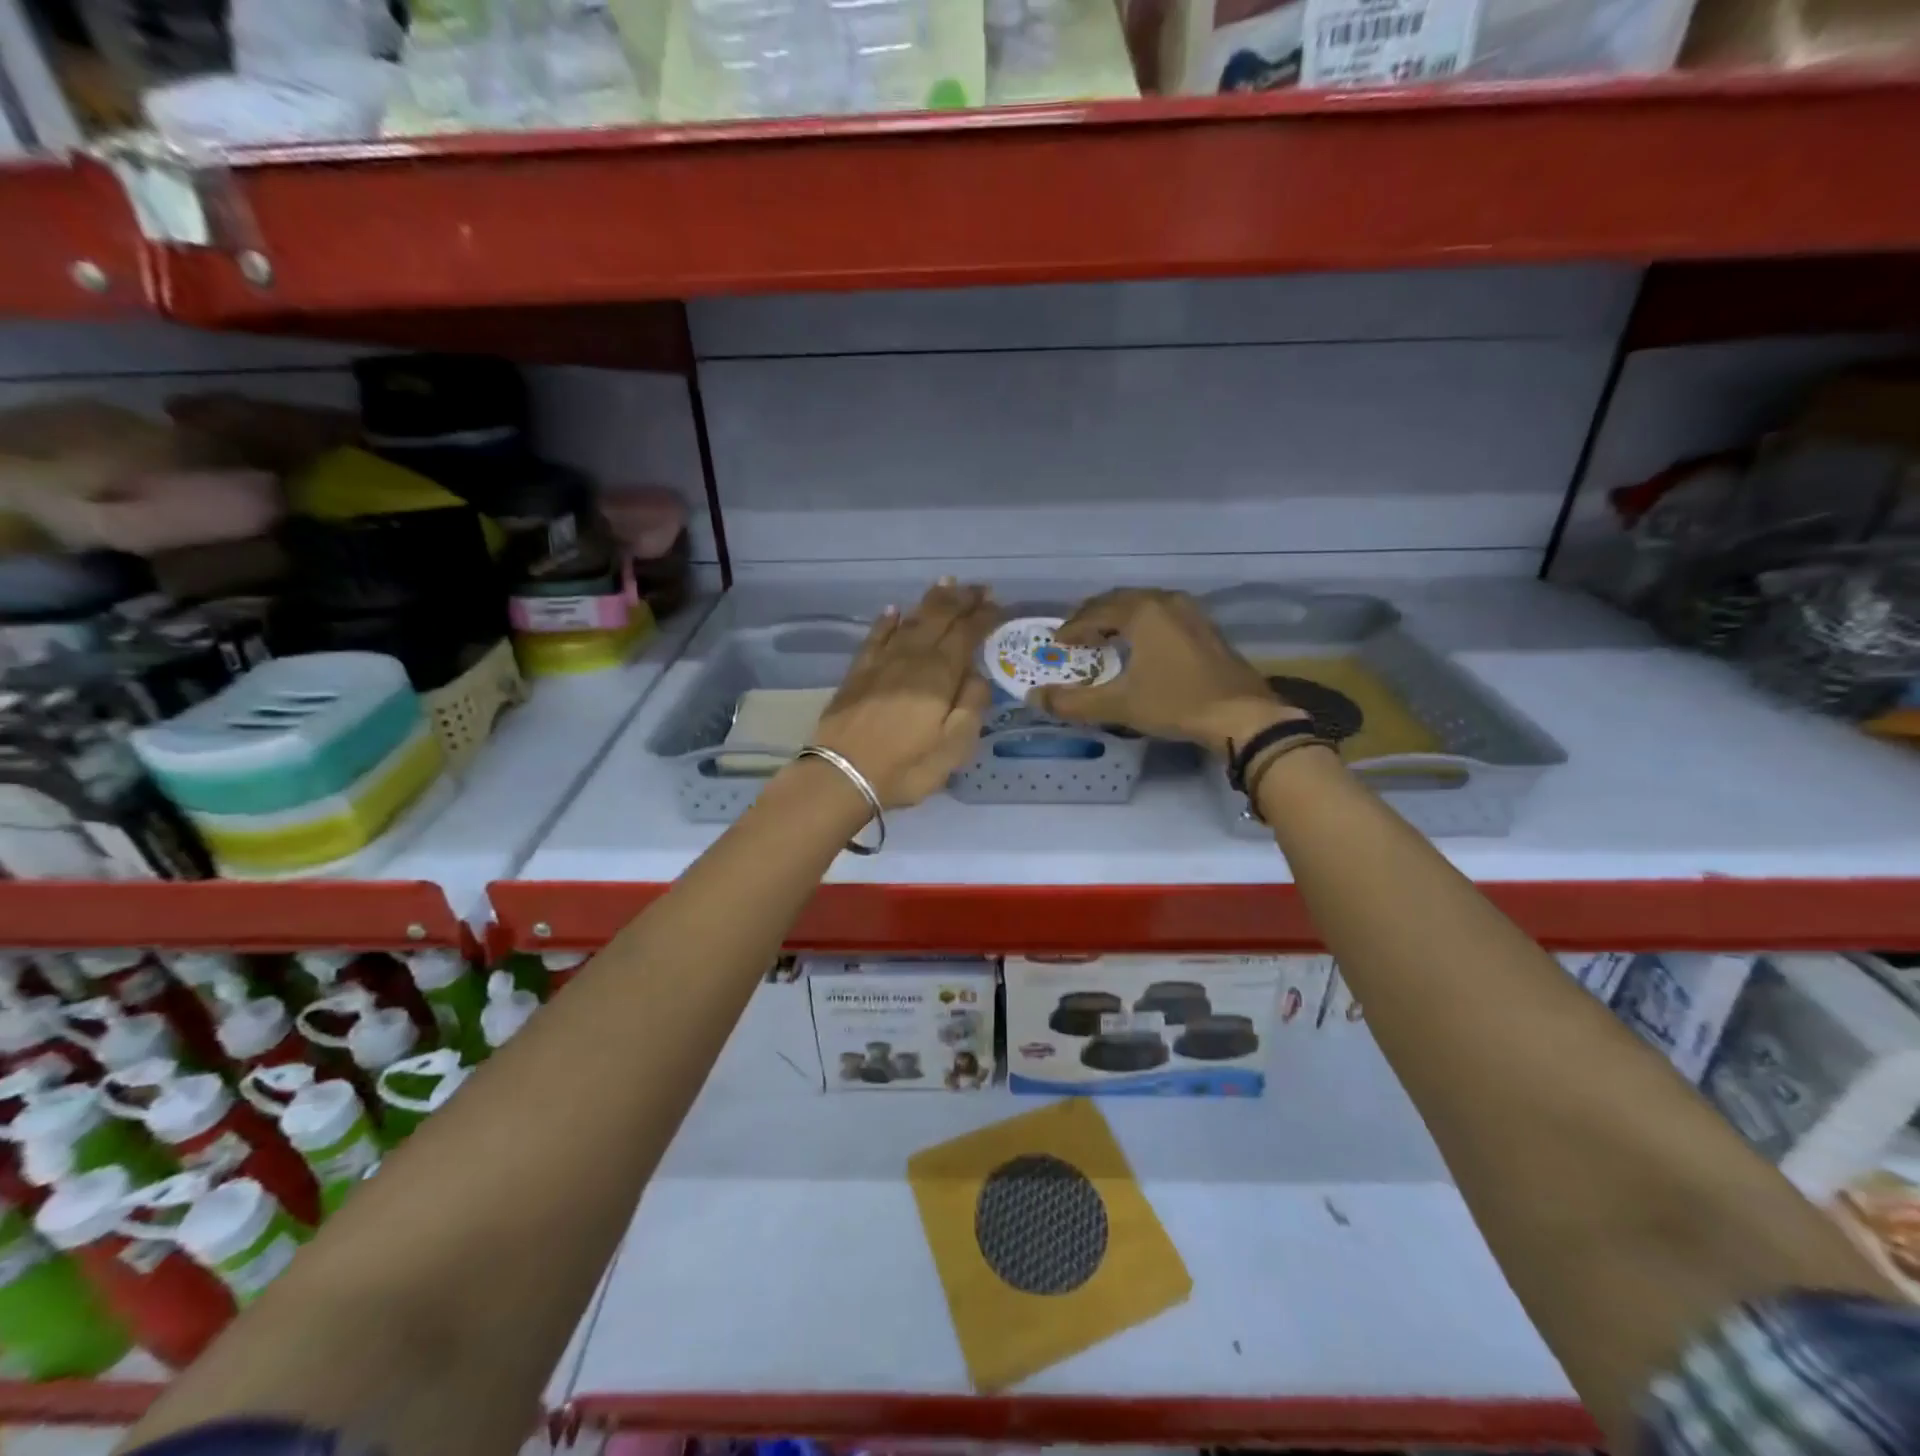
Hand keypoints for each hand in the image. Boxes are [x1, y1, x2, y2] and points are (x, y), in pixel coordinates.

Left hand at [812, 580, 997, 806]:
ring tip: (946, 585)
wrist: (842, 775)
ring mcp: (881, 662)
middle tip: (979, 588)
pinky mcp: (857, 672)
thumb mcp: (954, 747)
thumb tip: (978, 675)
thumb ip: (972, 706)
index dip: (983, 617)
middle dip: (960, 600)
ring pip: (910, 621)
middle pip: (938, 618)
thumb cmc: (906, 767)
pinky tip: (893, 611)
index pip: (965, 634)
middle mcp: (911, 658)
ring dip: (930, 602)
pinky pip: (876, 636)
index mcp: (939, 674)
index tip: (997, 603)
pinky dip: (887, 621)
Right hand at [1031, 588, 1304, 754]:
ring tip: (1104, 636)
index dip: (1073, 627)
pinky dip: (1143, 623)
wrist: (1242, 715)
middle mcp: (1166, 602)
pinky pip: (1163, 614)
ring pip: (1144, 605)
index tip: (1057, 642)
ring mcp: (1191, 612)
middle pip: (1120, 600)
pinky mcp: (1206, 628)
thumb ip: (1074, 702)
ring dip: (1120, 617)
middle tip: (1076, 635)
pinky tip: (1141, 644)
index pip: (1096, 611)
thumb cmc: (1176, 703)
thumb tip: (1034, 699)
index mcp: (1142, 612)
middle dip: (1094, 616)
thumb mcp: (1119, 705)